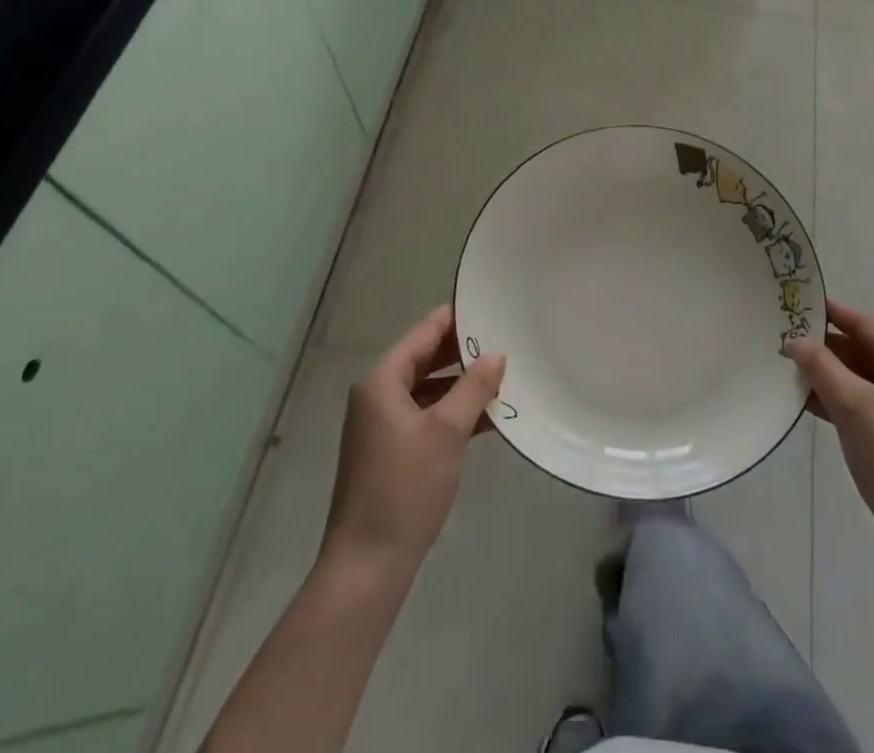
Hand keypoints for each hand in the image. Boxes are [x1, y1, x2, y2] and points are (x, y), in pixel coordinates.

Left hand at [322, 304, 505, 573]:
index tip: (493, 307)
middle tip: (506, 339)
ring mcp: (383, 425)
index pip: (425, 332)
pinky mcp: (392, 451)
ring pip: (428, 388)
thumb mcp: (447, 432)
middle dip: (464, 351)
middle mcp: (378, 395)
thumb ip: (474, 387)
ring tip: (504, 375)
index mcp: (383, 380)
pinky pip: (427, 414)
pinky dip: (453, 411)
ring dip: (462, 383)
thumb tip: (497, 354)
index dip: (458, 318)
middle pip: (426, 358)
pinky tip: (488, 416)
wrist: (367, 566)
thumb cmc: (405, 488)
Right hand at [786, 300, 873, 567]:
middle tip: (786, 340)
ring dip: (829, 377)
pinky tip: (807, 401)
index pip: (869, 328)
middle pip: (865, 354)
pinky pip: (865, 407)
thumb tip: (795, 340)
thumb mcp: (855, 407)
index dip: (834, 314)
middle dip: (827, 350)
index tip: (800, 302)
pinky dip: (839, 401)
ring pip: (862, 382)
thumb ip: (822, 368)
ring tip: (789, 369)